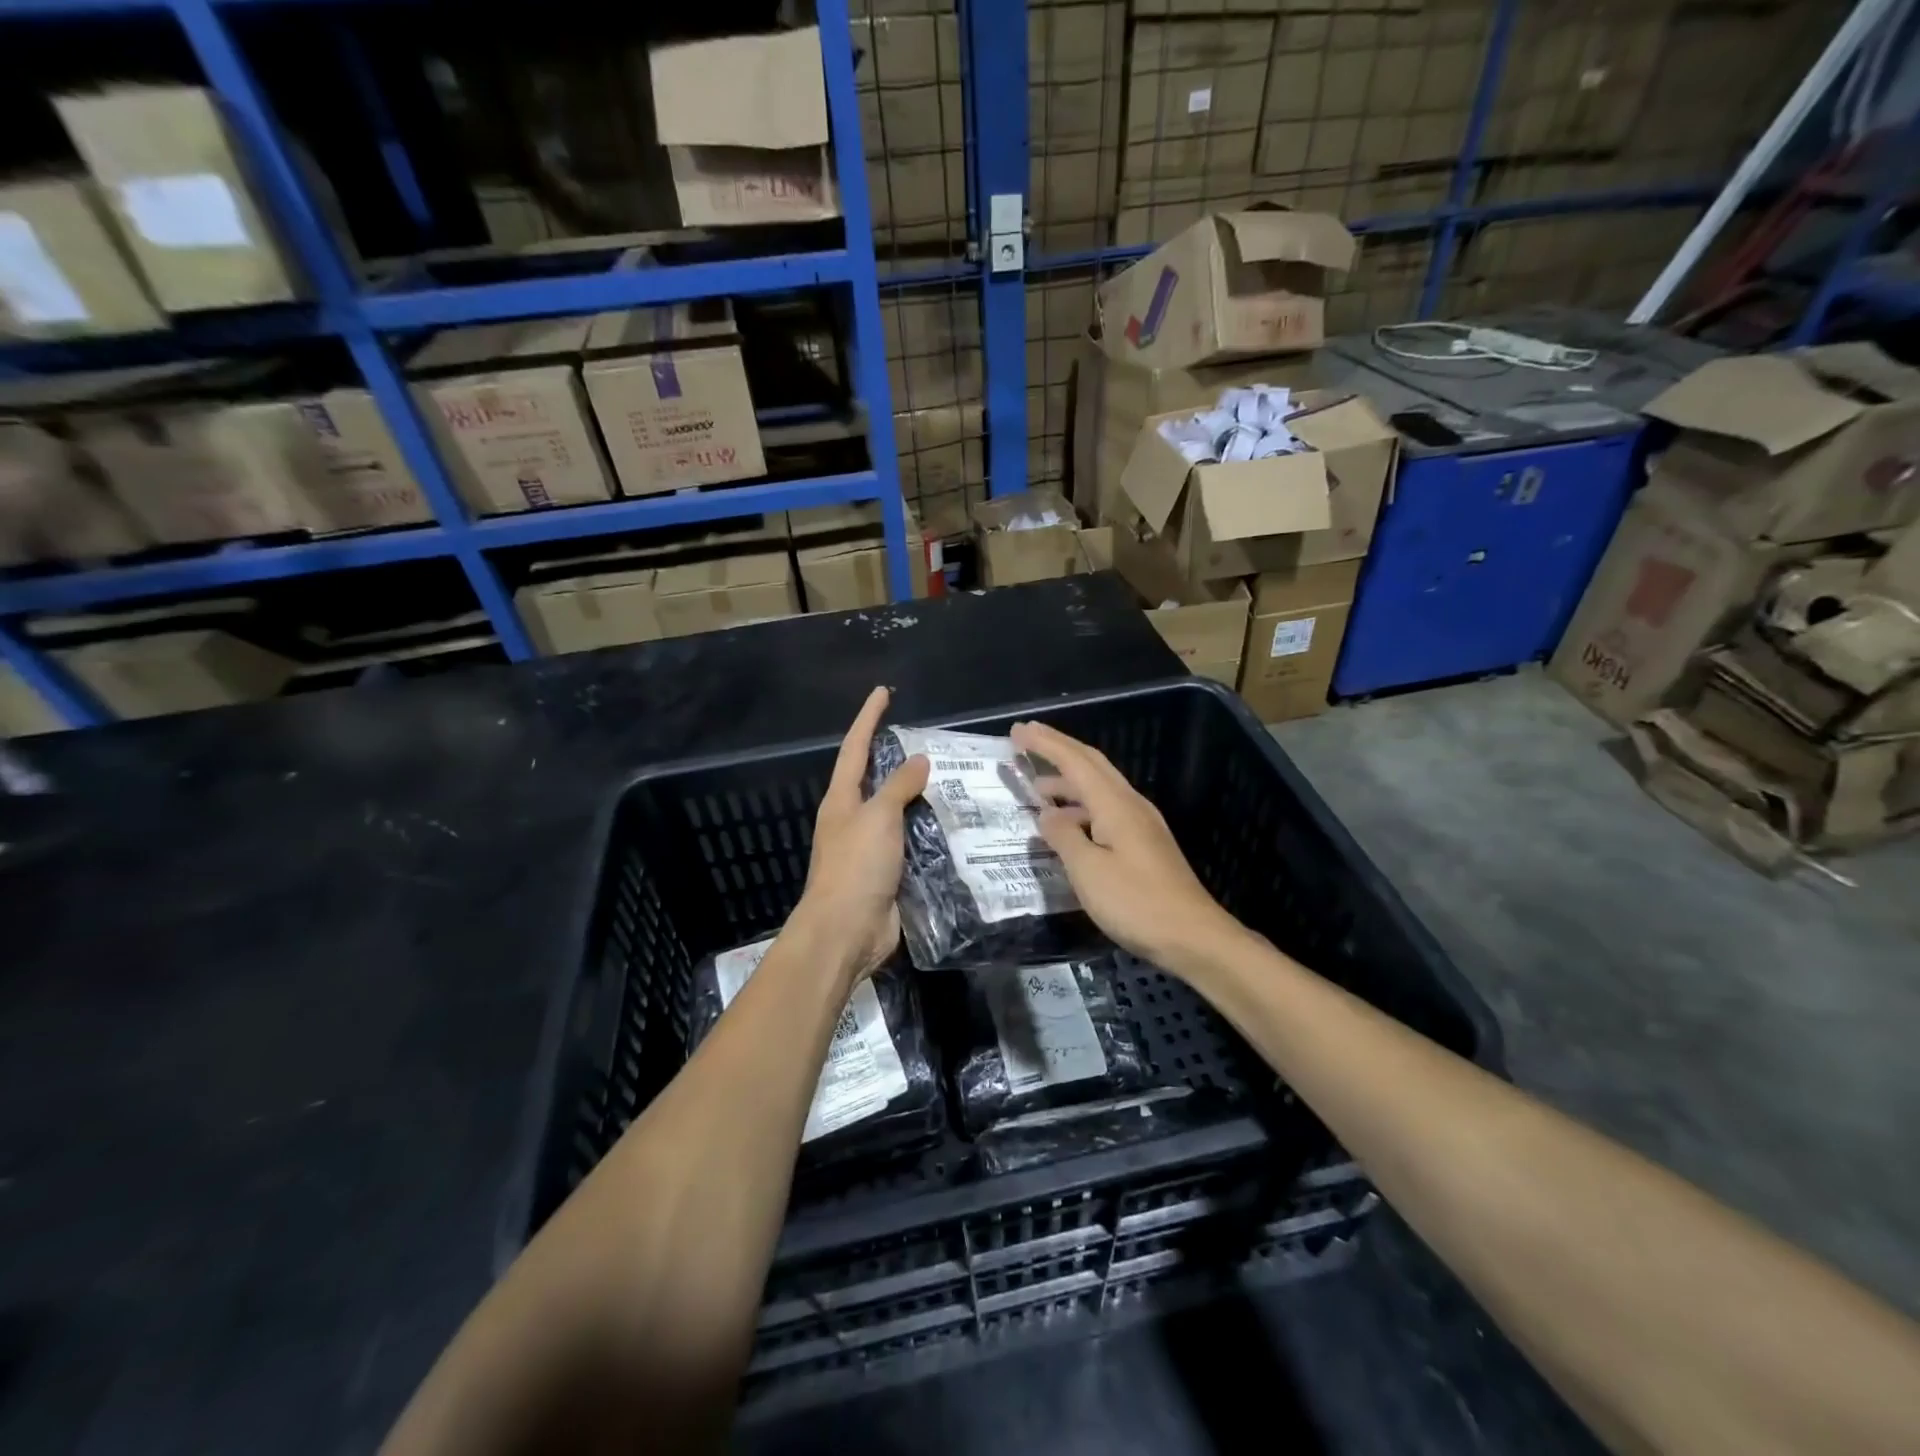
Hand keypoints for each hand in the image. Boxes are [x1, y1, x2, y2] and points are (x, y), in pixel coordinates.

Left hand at [796, 686, 928, 982]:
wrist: (846, 932)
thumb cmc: (856, 867)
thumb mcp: (878, 817)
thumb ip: (899, 786)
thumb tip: (919, 760)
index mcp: (842, 800)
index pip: (856, 748)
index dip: (869, 719)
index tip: (882, 693)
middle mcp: (853, 819)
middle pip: (875, 779)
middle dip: (897, 758)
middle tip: (930, 740)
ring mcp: (869, 848)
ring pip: (897, 812)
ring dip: (919, 797)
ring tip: (953, 780)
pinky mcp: (888, 873)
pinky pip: (911, 843)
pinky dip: (929, 832)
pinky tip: (953, 826)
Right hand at [1011, 719, 1241, 973]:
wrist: (1193, 936)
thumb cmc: (1136, 902)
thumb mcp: (1088, 871)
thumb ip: (1063, 837)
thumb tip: (1047, 814)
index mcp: (1115, 805)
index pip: (1075, 761)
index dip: (1045, 744)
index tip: (1018, 731)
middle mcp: (1130, 804)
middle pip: (1092, 764)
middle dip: (1058, 748)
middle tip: (1026, 740)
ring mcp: (1141, 824)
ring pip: (1099, 787)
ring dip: (1068, 780)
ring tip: (1037, 788)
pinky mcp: (1145, 844)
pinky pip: (1106, 809)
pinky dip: (1080, 805)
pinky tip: (1068, 825)